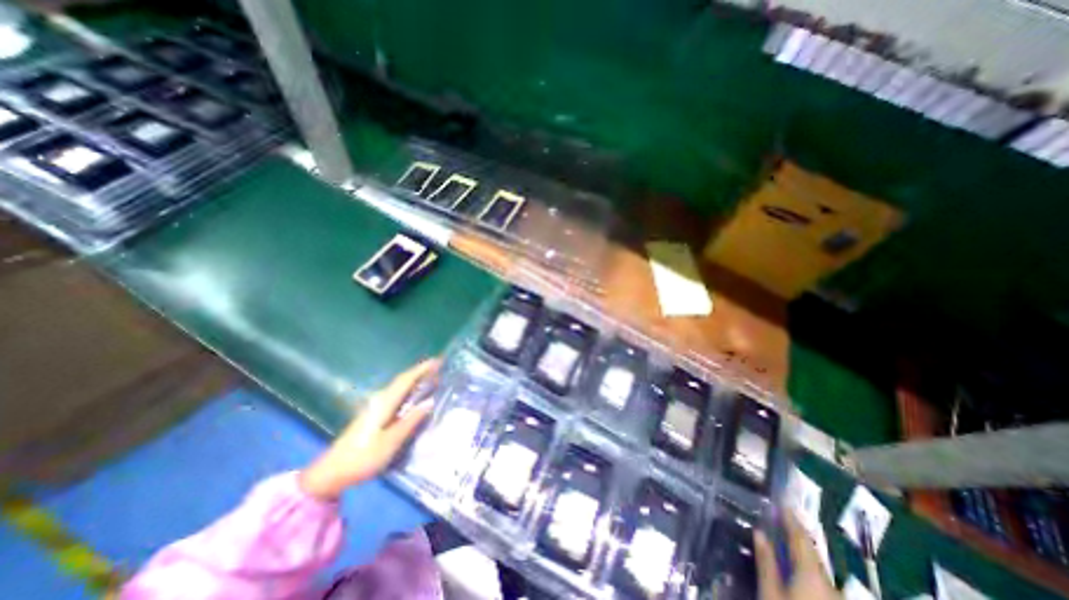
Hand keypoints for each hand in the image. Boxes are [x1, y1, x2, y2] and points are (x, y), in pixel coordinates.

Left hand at [296, 361, 436, 501]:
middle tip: (441, 368)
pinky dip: (409, 390)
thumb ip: (411, 421)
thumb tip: (430, 401)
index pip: (406, 380)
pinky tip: (416, 396)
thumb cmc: (362, 457)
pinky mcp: (373, 415)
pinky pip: (396, 395)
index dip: (422, 369)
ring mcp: (375, 407)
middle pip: (403, 380)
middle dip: (421, 372)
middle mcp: (379, 400)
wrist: (330, 474)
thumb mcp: (390, 442)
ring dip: (415, 380)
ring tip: (433, 379)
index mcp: (384, 403)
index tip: (438, 360)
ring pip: (399, 388)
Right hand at [750, 511, 843, 599]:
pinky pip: (821, 586)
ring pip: (818, 572)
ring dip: (801, 555)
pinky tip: (794, 572)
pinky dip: (806, 572)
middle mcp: (831, 587)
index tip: (783, 502)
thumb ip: (766, 563)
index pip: (801, 539)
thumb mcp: (770, 595)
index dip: (791, 519)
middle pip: (812, 555)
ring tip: (784, 542)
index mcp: (812, 577)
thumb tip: (760, 533)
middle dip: (796, 536)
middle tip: (780, 519)